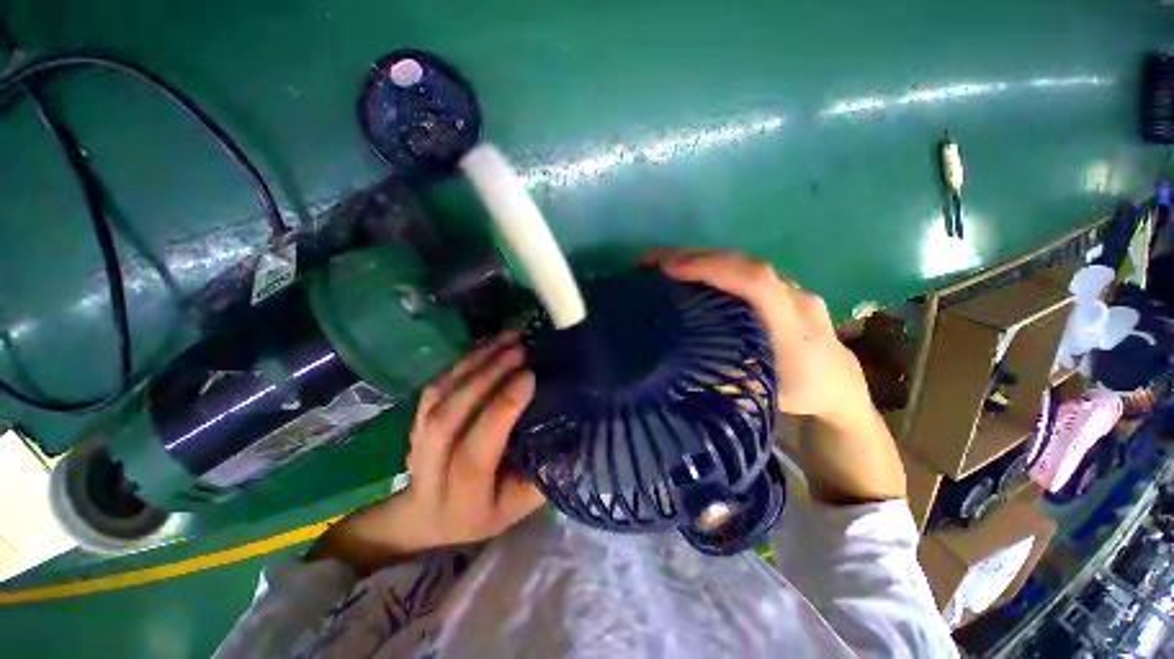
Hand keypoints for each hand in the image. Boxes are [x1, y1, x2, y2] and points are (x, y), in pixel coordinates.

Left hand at [307, 331, 545, 572]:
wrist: (430, 515)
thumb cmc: (486, 510)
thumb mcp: (520, 505)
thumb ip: (543, 473)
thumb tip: (573, 431)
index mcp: (463, 501)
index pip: (476, 453)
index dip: (501, 411)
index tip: (529, 376)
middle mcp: (431, 472)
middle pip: (450, 418)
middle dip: (486, 377)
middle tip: (520, 349)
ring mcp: (417, 444)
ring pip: (439, 396)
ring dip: (475, 362)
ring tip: (507, 338)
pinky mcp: (416, 421)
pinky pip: (436, 385)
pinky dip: (463, 362)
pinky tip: (488, 345)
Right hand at [645, 249, 870, 426]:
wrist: (842, 384)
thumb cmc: (800, 392)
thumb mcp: (761, 396)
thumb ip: (725, 382)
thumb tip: (676, 368)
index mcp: (792, 326)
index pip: (754, 282)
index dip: (713, 270)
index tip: (670, 270)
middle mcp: (793, 297)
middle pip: (744, 264)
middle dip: (696, 258)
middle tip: (652, 262)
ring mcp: (790, 288)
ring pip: (743, 263)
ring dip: (703, 259)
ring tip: (665, 263)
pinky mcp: (782, 288)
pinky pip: (745, 270)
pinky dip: (715, 266)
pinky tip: (692, 272)